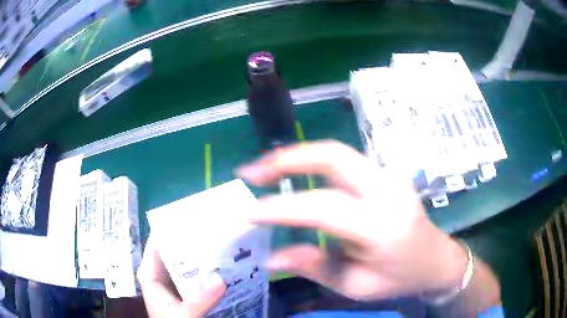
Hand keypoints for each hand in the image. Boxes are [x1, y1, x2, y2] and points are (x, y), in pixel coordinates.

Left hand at [137, 235, 225, 317]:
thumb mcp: (184, 315)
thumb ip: (199, 299)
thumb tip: (222, 278)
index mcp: (150, 274)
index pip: (157, 242)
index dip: (173, 228)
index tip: (194, 216)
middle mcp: (161, 274)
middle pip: (174, 251)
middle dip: (193, 241)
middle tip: (217, 228)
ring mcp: (174, 283)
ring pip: (187, 264)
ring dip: (203, 257)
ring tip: (224, 242)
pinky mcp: (186, 292)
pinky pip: (196, 277)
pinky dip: (208, 272)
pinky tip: (224, 266)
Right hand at [236, 140, 468, 300]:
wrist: (436, 260)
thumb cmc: (399, 279)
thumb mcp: (356, 285)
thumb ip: (314, 266)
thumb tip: (270, 256)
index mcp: (382, 225)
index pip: (323, 207)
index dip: (282, 208)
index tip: (250, 213)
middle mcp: (388, 190)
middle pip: (333, 156)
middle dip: (287, 159)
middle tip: (251, 173)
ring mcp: (389, 177)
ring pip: (337, 152)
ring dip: (297, 156)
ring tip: (265, 170)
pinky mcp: (385, 175)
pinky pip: (344, 162)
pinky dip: (313, 162)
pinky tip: (294, 173)